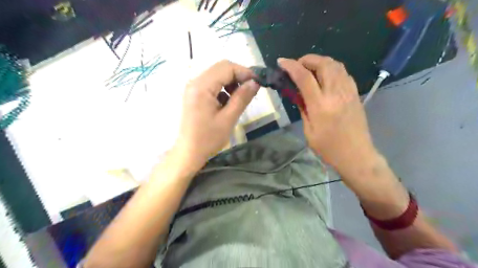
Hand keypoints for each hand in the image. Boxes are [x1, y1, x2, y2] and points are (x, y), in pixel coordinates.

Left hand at [173, 59, 259, 170]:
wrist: (189, 153)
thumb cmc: (208, 139)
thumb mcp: (229, 118)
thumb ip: (242, 98)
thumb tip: (255, 82)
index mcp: (201, 87)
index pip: (226, 67)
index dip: (245, 72)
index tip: (258, 83)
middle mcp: (195, 82)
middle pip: (221, 68)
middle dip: (239, 76)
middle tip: (251, 90)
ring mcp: (193, 88)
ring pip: (217, 75)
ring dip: (231, 83)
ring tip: (239, 99)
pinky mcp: (194, 94)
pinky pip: (212, 84)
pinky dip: (223, 89)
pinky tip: (228, 103)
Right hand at [279, 55, 379, 177]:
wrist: (356, 155)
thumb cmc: (328, 148)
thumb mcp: (309, 131)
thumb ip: (303, 108)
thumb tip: (297, 93)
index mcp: (321, 105)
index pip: (304, 77)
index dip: (291, 66)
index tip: (281, 62)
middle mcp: (336, 93)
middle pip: (323, 63)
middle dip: (307, 59)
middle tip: (297, 65)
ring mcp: (348, 91)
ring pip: (336, 64)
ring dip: (320, 61)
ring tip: (309, 68)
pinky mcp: (355, 93)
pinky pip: (343, 72)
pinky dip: (332, 68)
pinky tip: (325, 76)